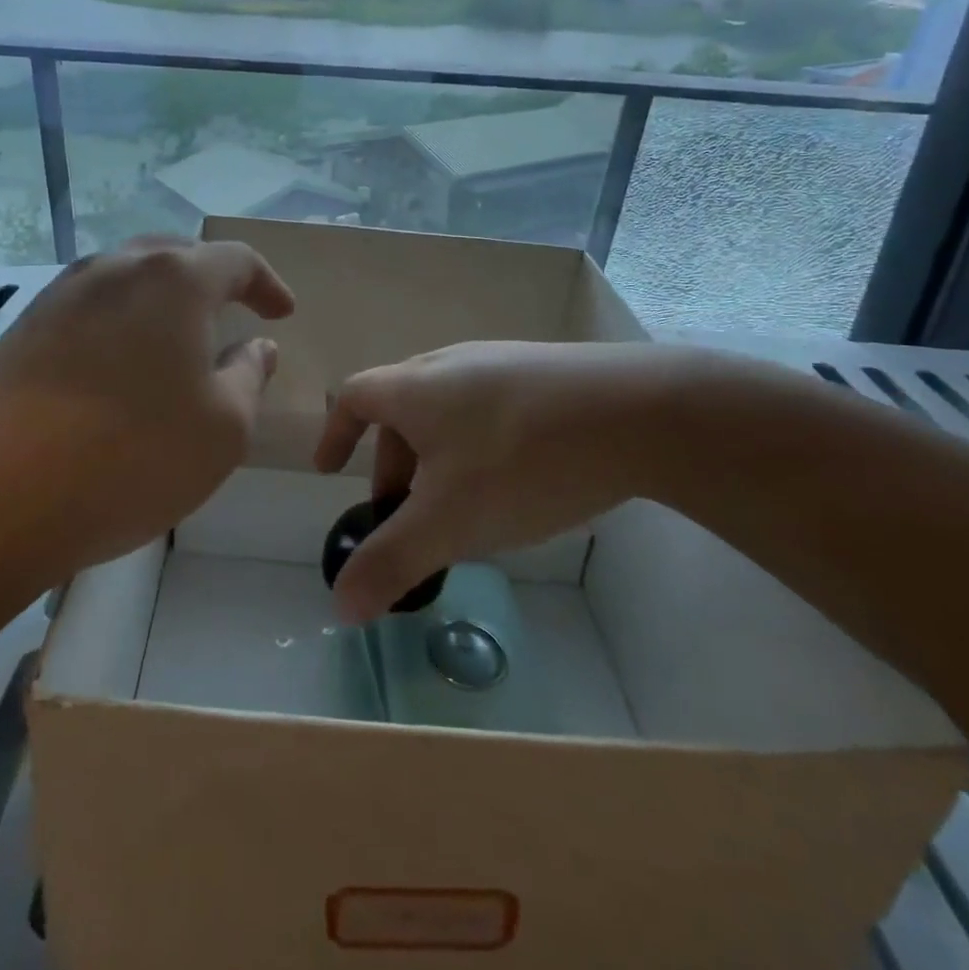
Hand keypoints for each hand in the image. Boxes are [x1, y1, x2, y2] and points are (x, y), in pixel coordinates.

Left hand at [0, 237, 293, 579]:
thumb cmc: (131, 455)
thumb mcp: (223, 427)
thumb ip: (249, 376)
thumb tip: (256, 347)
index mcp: (174, 279)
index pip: (235, 259)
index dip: (267, 283)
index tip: (281, 312)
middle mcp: (116, 269)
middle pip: (176, 256)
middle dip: (211, 280)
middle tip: (231, 313)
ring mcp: (61, 294)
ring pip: (127, 278)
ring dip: (161, 300)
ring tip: (174, 338)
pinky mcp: (23, 328)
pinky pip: (89, 307)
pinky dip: (119, 322)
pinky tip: (117, 366)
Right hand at [313, 340, 698, 620]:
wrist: (638, 412)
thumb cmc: (522, 461)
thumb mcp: (449, 521)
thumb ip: (391, 563)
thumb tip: (339, 606)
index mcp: (415, 387)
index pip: (354, 396)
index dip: (335, 433)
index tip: (330, 472)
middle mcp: (450, 364)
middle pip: (400, 408)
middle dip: (391, 463)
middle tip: (403, 514)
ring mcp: (500, 363)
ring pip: (446, 409)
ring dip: (435, 456)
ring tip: (459, 505)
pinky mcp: (543, 374)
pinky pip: (488, 407)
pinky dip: (476, 445)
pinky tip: (515, 480)